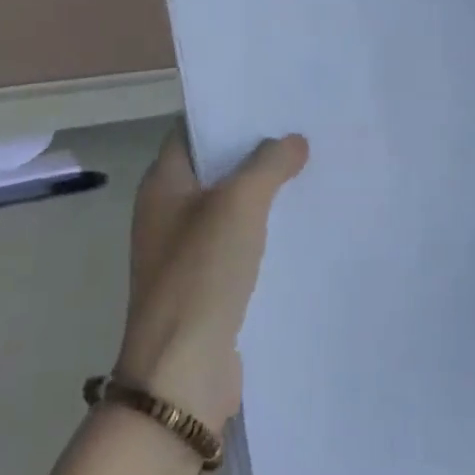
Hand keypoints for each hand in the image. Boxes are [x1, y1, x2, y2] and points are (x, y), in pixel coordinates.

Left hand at [115, 123, 307, 431]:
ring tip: (311, 169)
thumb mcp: (239, 204)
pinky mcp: (206, 284)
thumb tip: (294, 140)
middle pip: (215, 167)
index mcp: (163, 184)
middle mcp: (169, 211)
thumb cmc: (201, 273)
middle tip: (302, 130)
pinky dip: (265, 230)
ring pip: (230, 206)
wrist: (181, 374)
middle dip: (255, 151)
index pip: (193, 130)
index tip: (269, 100)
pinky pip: (239, 243)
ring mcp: (186, 251)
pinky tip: (302, 222)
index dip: (227, 112)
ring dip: (264, 192)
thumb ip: (268, 164)